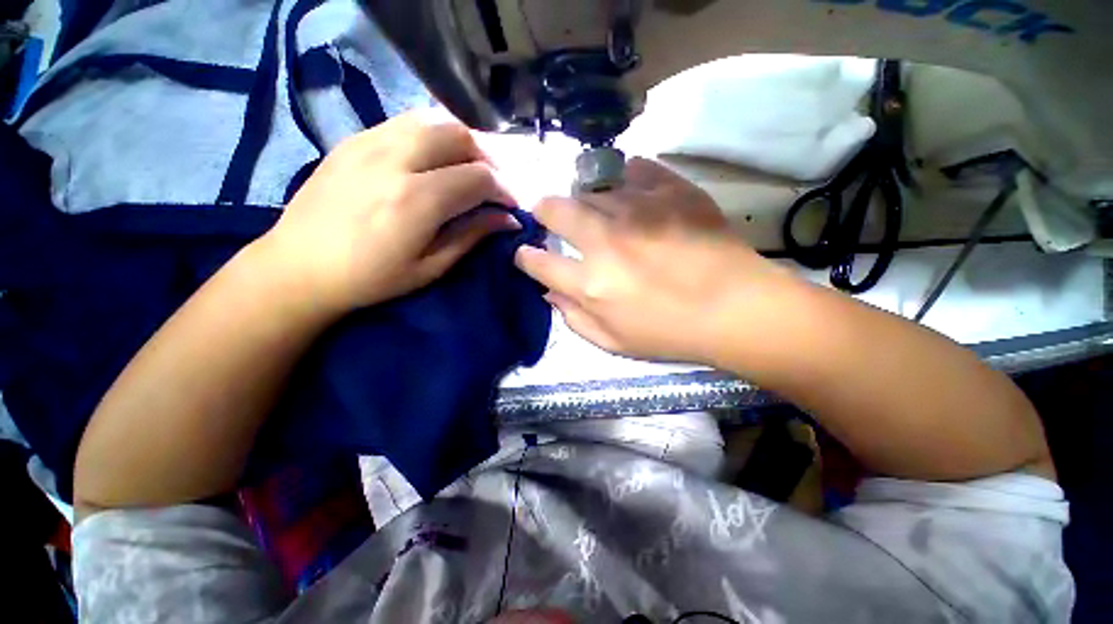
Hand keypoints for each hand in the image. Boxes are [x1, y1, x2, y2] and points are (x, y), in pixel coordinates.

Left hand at [258, 112, 517, 312]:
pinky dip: (432, 135)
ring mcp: (370, 142)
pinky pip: (406, 122)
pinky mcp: (354, 138)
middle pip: (459, 135)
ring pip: (433, 120)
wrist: (298, 266)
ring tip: (466, 168)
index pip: (478, 178)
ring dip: (461, 142)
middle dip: (487, 159)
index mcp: (417, 200)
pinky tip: (434, 159)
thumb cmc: (371, 278)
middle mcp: (395, 160)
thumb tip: (508, 219)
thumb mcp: (430, 267)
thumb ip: (472, 235)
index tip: (510, 206)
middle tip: (491, 185)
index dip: (503, 190)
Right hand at [515, 158, 787, 363]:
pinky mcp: (669, 189)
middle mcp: (604, 239)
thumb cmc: (671, 333)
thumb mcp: (614, 343)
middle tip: (550, 217)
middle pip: (554, 208)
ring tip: (596, 209)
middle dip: (543, 211)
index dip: (526, 256)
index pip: (537, 261)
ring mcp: (637, 208)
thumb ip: (574, 318)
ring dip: (584, 199)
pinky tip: (631, 193)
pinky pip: (633, 169)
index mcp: (590, 282)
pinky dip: (625, 179)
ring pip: (589, 187)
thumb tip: (549, 292)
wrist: (736, 308)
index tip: (526, 253)